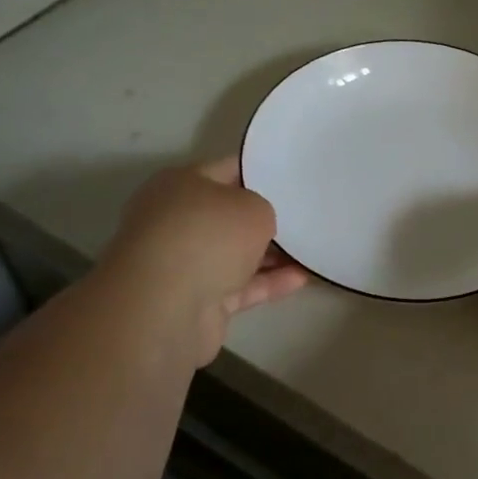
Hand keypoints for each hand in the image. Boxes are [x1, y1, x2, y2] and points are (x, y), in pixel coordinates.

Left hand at [99, 157, 307, 365]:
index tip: (293, 176)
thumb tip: (258, 223)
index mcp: (180, 184)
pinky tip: (302, 278)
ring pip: (235, 253)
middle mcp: (176, 220)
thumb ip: (263, 209)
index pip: (228, 169)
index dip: (261, 170)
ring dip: (271, 254)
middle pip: (230, 214)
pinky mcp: (196, 301)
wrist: (165, 309)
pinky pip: (240, 286)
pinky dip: (268, 283)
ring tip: (311, 249)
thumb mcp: (253, 207)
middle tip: (306, 214)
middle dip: (265, 217)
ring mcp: (184, 263)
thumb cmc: (208, 237)